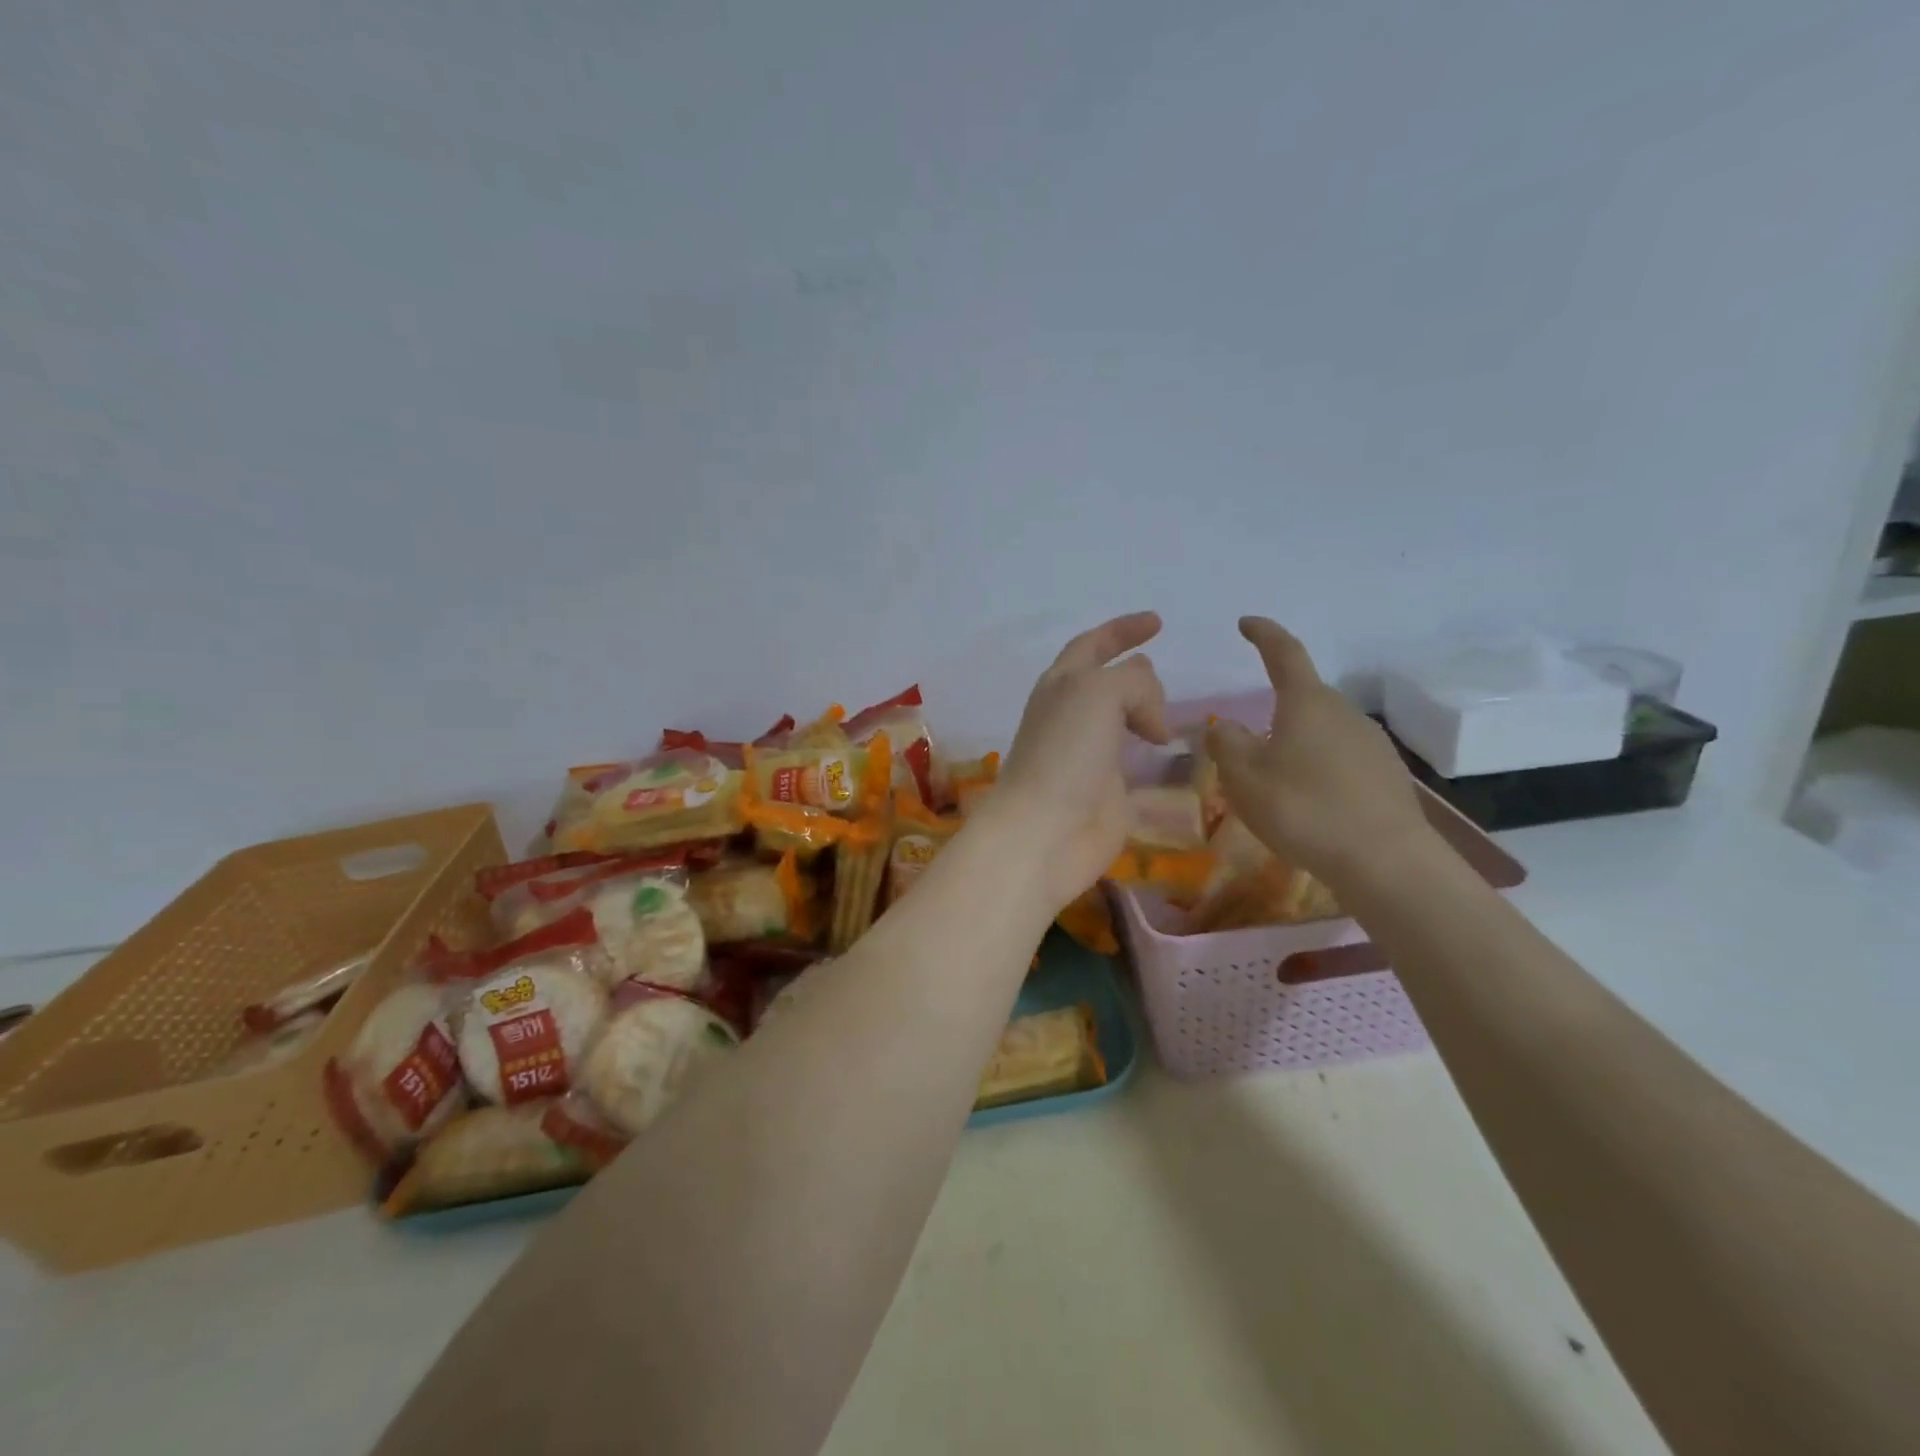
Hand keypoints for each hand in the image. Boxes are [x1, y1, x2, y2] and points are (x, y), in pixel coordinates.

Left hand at [982, 612, 1171, 908]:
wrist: (1046, 830)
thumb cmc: (1065, 752)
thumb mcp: (1098, 693)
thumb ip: (1133, 683)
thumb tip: (1151, 717)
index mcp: (1061, 684)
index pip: (1092, 644)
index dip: (1122, 629)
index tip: (1157, 622)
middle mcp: (1071, 714)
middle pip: (1105, 682)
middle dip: (1133, 674)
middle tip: (1163, 678)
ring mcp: (1086, 753)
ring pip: (1119, 720)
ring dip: (1143, 712)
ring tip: (1168, 718)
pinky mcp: (1104, 789)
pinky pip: (1131, 759)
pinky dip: (1149, 750)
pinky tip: (1167, 753)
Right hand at [1205, 617, 1431, 887]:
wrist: (1386, 861)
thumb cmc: (1303, 809)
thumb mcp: (1244, 777)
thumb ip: (1226, 744)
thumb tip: (1223, 726)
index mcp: (1307, 703)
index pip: (1284, 653)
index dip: (1264, 634)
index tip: (1246, 623)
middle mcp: (1343, 713)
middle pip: (1304, 698)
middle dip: (1276, 709)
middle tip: (1248, 743)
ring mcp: (1372, 743)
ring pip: (1323, 731)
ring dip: (1297, 743)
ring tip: (1276, 781)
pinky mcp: (1387, 775)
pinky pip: (1342, 759)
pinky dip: (1319, 768)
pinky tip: (1310, 802)